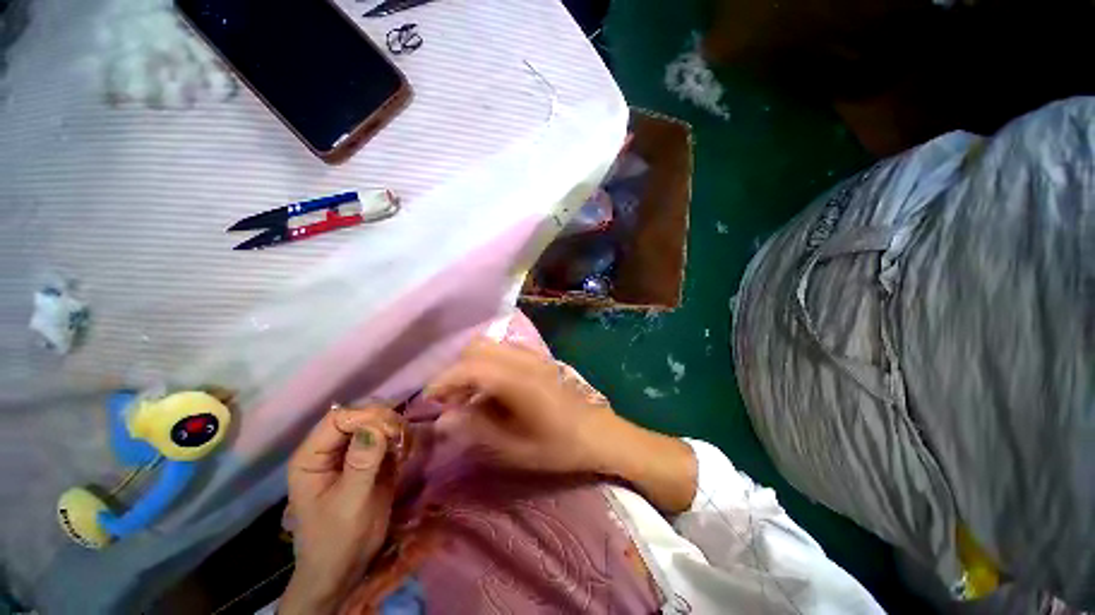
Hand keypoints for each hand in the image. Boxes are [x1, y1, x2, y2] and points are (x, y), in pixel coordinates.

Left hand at [280, 406, 402, 614]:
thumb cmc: (336, 539)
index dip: (365, 417)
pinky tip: (406, 451)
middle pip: (360, 416)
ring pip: (377, 422)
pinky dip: (400, 439)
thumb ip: (361, 465)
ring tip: (405, 447)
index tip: (391, 430)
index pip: (338, 418)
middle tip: (403, 437)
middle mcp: (331, 449)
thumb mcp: (348, 504)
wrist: (346, 567)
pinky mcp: (371, 460)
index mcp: (312, 457)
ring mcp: (352, 453)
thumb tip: (375, 428)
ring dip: (396, 429)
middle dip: (384, 421)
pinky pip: (388, 437)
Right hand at [425, 337, 615, 474]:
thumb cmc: (560, 446)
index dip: (444, 380)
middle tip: (451, 400)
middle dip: (456, 370)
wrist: (598, 432)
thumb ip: (477, 430)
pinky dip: (487, 365)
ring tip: (468, 397)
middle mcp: (523, 360)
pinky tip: (491, 391)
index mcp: (518, 380)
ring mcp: (532, 356)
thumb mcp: (516, 449)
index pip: (471, 366)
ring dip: (471, 366)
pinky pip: (503, 352)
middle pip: (477, 348)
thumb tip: (443, 419)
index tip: (429, 401)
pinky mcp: (537, 359)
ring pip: (489, 347)